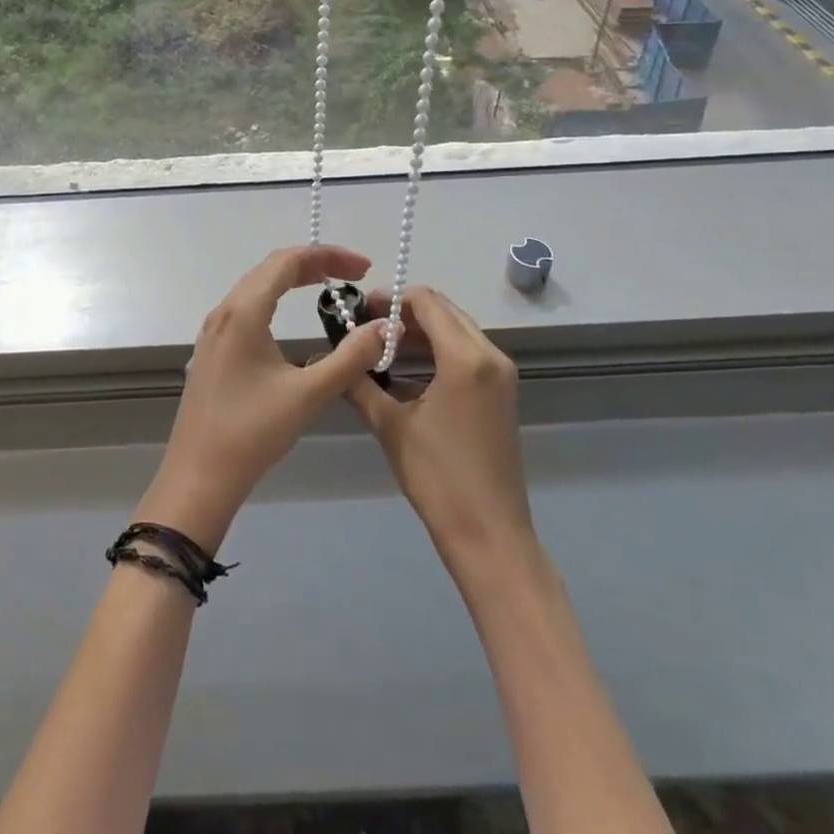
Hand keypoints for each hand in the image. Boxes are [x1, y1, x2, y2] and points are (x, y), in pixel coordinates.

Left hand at [134, 245, 388, 552]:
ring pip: (257, 287)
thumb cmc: (252, 432)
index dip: (329, 256)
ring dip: (293, 280)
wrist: (198, 477)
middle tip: (356, 275)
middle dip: (315, 264)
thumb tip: (385, 327)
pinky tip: (291, 318)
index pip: (288, 261)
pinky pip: (247, 308)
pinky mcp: (213, 351)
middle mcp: (224, 311)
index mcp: (244, 312)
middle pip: (271, 268)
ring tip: (330, 287)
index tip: (365, 267)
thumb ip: (351, 357)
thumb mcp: (309, 394)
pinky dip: (276, 299)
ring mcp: (214, 331)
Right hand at [345, 286, 536, 581]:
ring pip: (457, 331)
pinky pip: (467, 352)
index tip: (361, 309)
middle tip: (367, 325)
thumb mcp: (391, 426)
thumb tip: (332, 357)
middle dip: (405, 313)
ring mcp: (501, 375)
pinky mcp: (501, 393)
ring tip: (381, 346)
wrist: (489, 534)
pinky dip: (438, 350)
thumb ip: (360, 384)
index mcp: (466, 358)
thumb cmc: (438, 478)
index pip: (428, 302)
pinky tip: (407, 369)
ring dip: (421, 331)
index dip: (392, 299)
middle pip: (445, 311)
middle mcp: (491, 356)